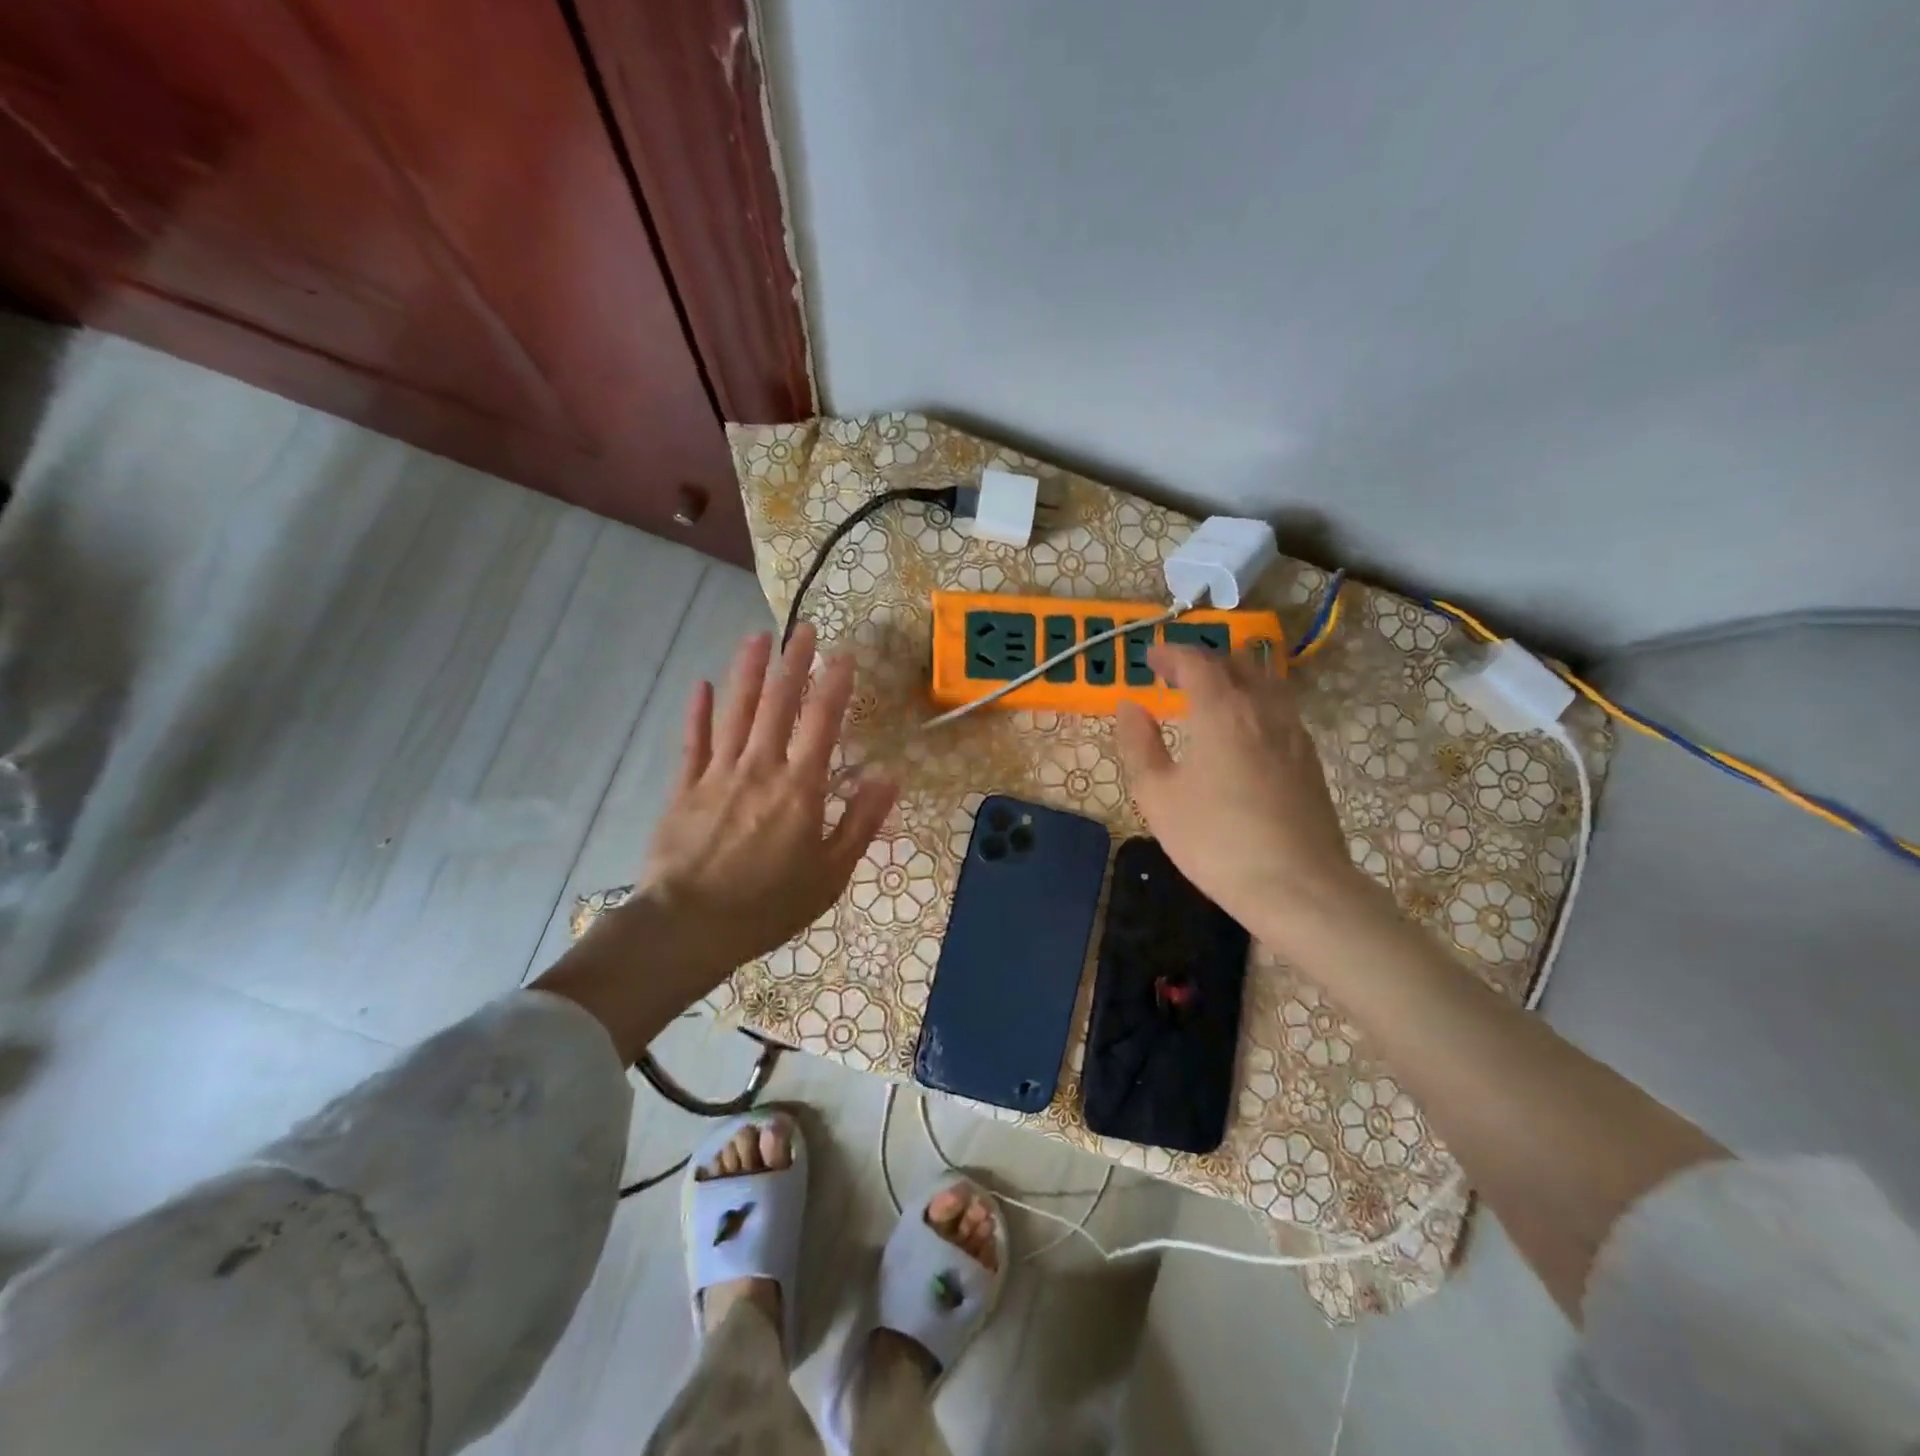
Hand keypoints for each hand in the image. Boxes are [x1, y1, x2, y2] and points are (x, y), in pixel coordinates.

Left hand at [630, 625, 896, 995]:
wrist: (689, 928)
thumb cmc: (769, 906)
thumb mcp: (831, 874)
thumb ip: (861, 822)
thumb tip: (889, 777)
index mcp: (800, 788)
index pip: (822, 722)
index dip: (834, 684)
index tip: (843, 654)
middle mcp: (760, 768)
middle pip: (778, 705)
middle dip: (793, 664)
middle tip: (802, 630)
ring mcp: (717, 775)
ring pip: (735, 712)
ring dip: (747, 672)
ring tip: (757, 637)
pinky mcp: (683, 789)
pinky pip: (692, 742)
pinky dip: (698, 712)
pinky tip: (703, 685)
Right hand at [1115, 644, 1379, 954]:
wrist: (1298, 886)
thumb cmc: (1215, 841)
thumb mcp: (1157, 796)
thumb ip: (1139, 744)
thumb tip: (1130, 707)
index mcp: (1221, 710)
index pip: (1196, 662)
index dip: (1171, 654)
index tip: (1150, 659)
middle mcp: (1262, 709)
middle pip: (1237, 662)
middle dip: (1205, 659)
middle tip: (1178, 673)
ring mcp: (1294, 733)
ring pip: (1266, 682)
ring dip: (1236, 676)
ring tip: (1213, 694)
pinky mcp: (1311, 759)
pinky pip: (1281, 709)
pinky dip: (1256, 701)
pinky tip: (1245, 730)